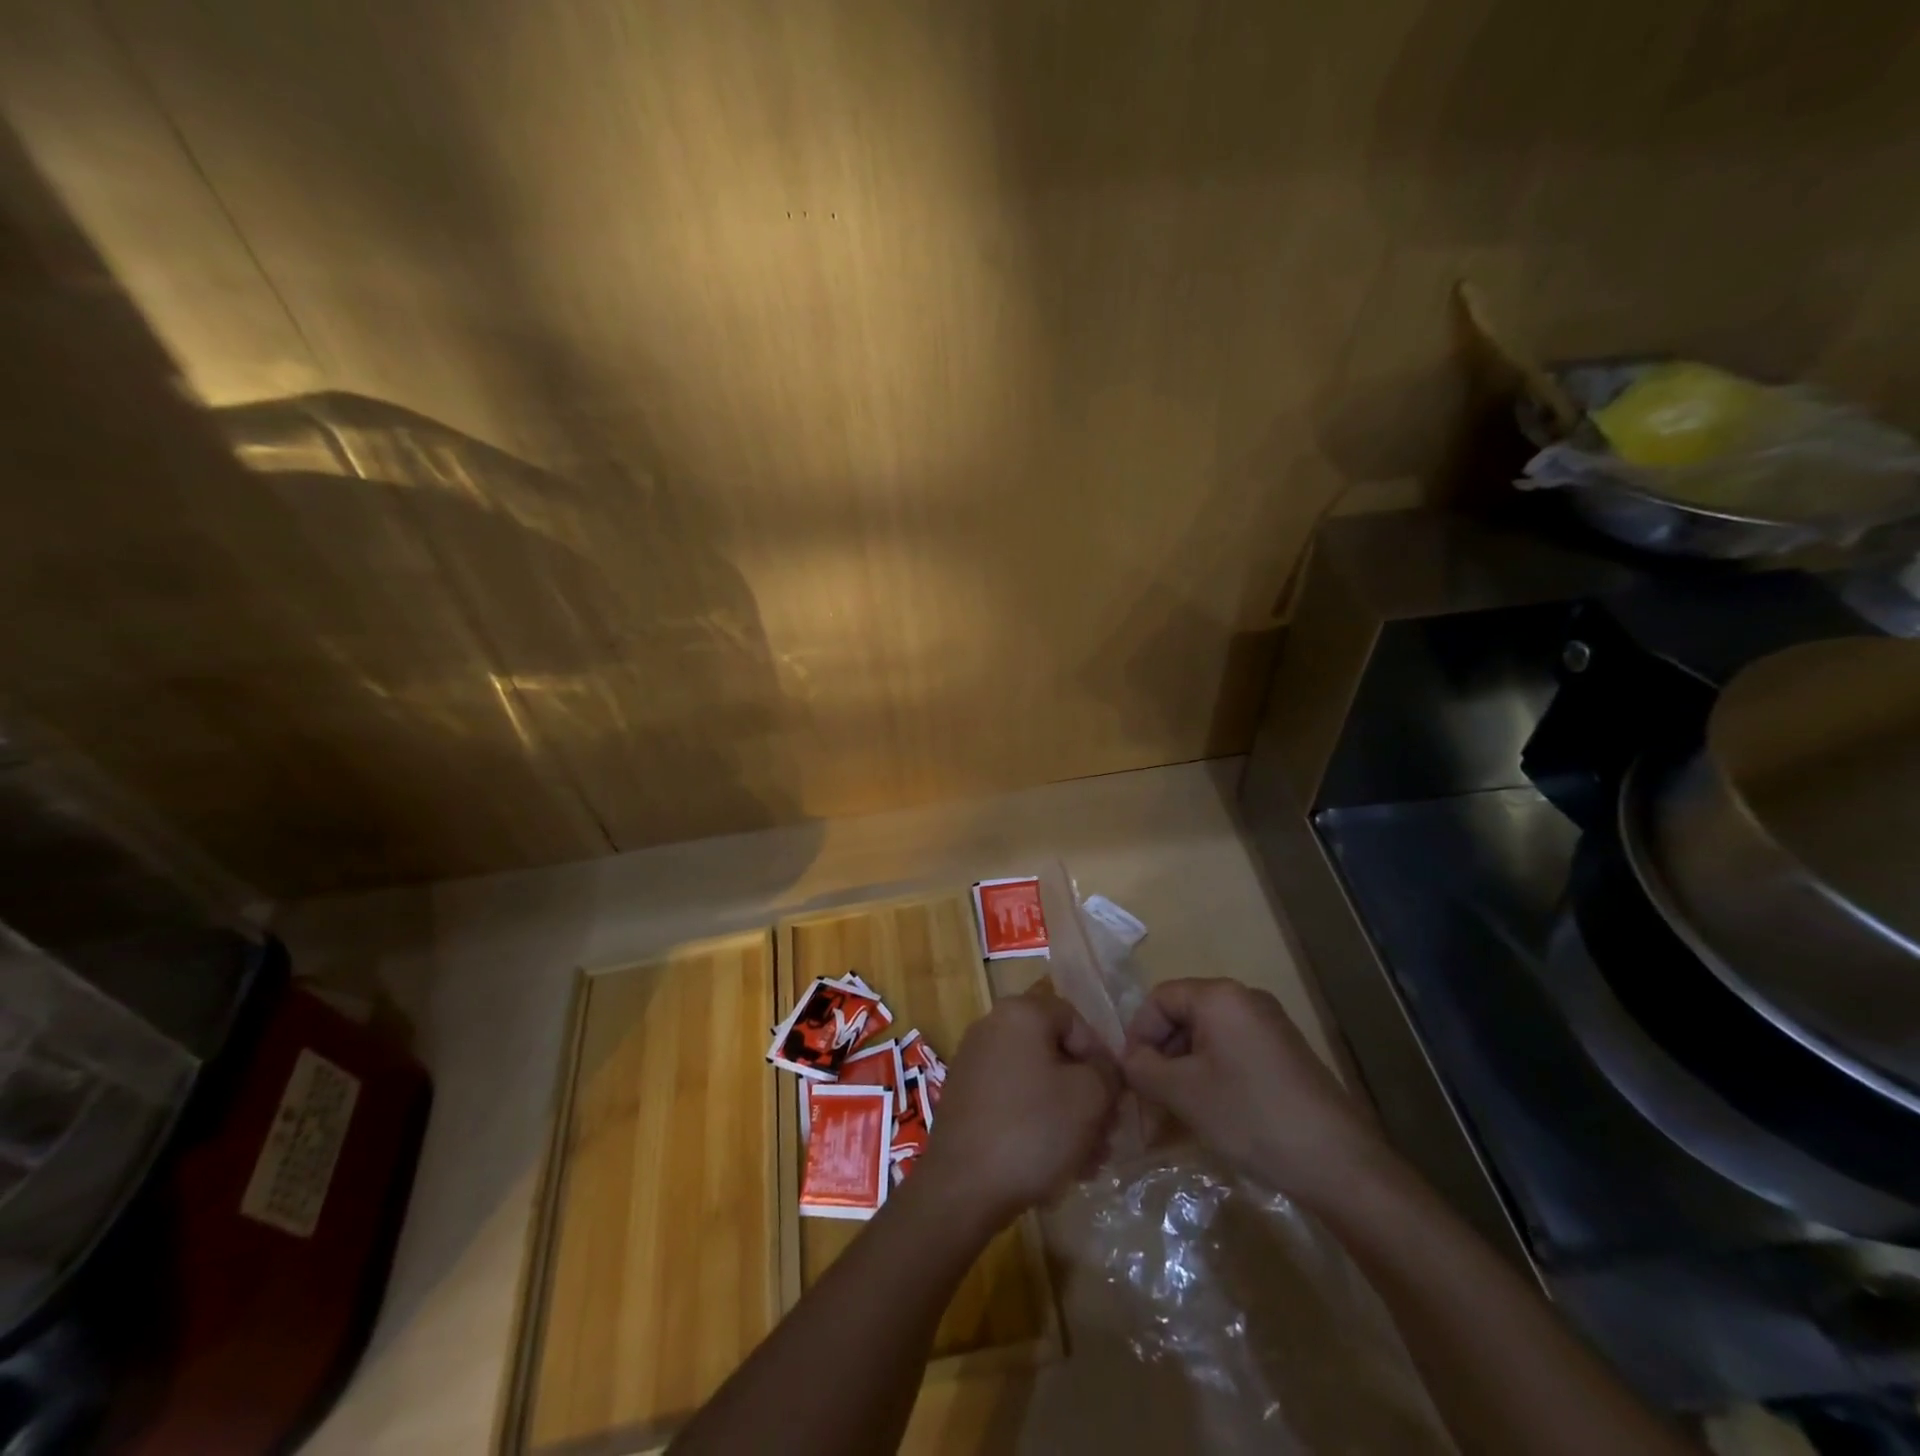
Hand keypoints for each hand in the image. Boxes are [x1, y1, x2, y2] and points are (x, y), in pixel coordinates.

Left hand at [915, 990, 1119, 1231]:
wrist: (962, 1187)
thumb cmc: (1033, 1129)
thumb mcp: (1089, 1097)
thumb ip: (1107, 1072)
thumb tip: (1104, 1069)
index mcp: (1019, 1013)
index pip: (1075, 1020)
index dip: (1101, 1056)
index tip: (1115, 1097)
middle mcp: (991, 1027)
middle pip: (1055, 1053)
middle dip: (1086, 1094)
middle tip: (1107, 1134)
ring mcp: (973, 1064)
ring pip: (1036, 1082)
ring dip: (1067, 1116)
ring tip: (1088, 1161)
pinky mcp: (964, 1099)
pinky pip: (1013, 1101)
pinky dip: (1037, 1125)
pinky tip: (1056, 1165)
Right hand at [1121, 977, 1393, 1208]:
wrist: (1339, 1164)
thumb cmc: (1251, 1115)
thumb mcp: (1184, 1093)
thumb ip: (1143, 1069)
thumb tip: (1129, 1060)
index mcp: (1220, 996)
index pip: (1160, 999)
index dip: (1138, 1035)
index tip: (1131, 1077)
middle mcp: (1245, 1000)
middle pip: (1183, 1017)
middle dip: (1160, 1058)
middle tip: (1149, 1103)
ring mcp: (1270, 1027)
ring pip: (1207, 1040)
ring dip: (1183, 1073)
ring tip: (1174, 1116)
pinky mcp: (1285, 1055)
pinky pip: (1232, 1054)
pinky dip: (1211, 1078)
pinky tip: (1209, 1115)